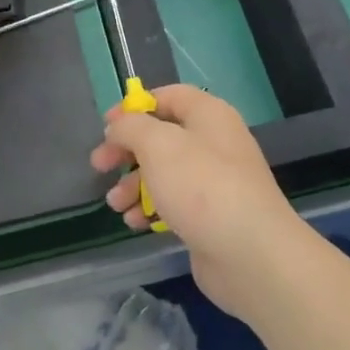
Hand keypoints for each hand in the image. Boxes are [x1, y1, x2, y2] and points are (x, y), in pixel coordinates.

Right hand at [91, 84, 306, 314]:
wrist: (250, 254)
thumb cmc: (202, 187)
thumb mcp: (158, 145)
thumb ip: (131, 127)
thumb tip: (119, 126)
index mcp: (208, 115)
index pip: (168, 96)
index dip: (134, 107)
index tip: (106, 126)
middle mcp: (214, 142)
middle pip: (162, 136)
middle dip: (128, 151)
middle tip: (99, 166)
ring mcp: (215, 181)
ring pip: (165, 172)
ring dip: (135, 184)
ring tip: (115, 204)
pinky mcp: (212, 216)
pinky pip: (175, 202)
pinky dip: (152, 208)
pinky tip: (135, 223)